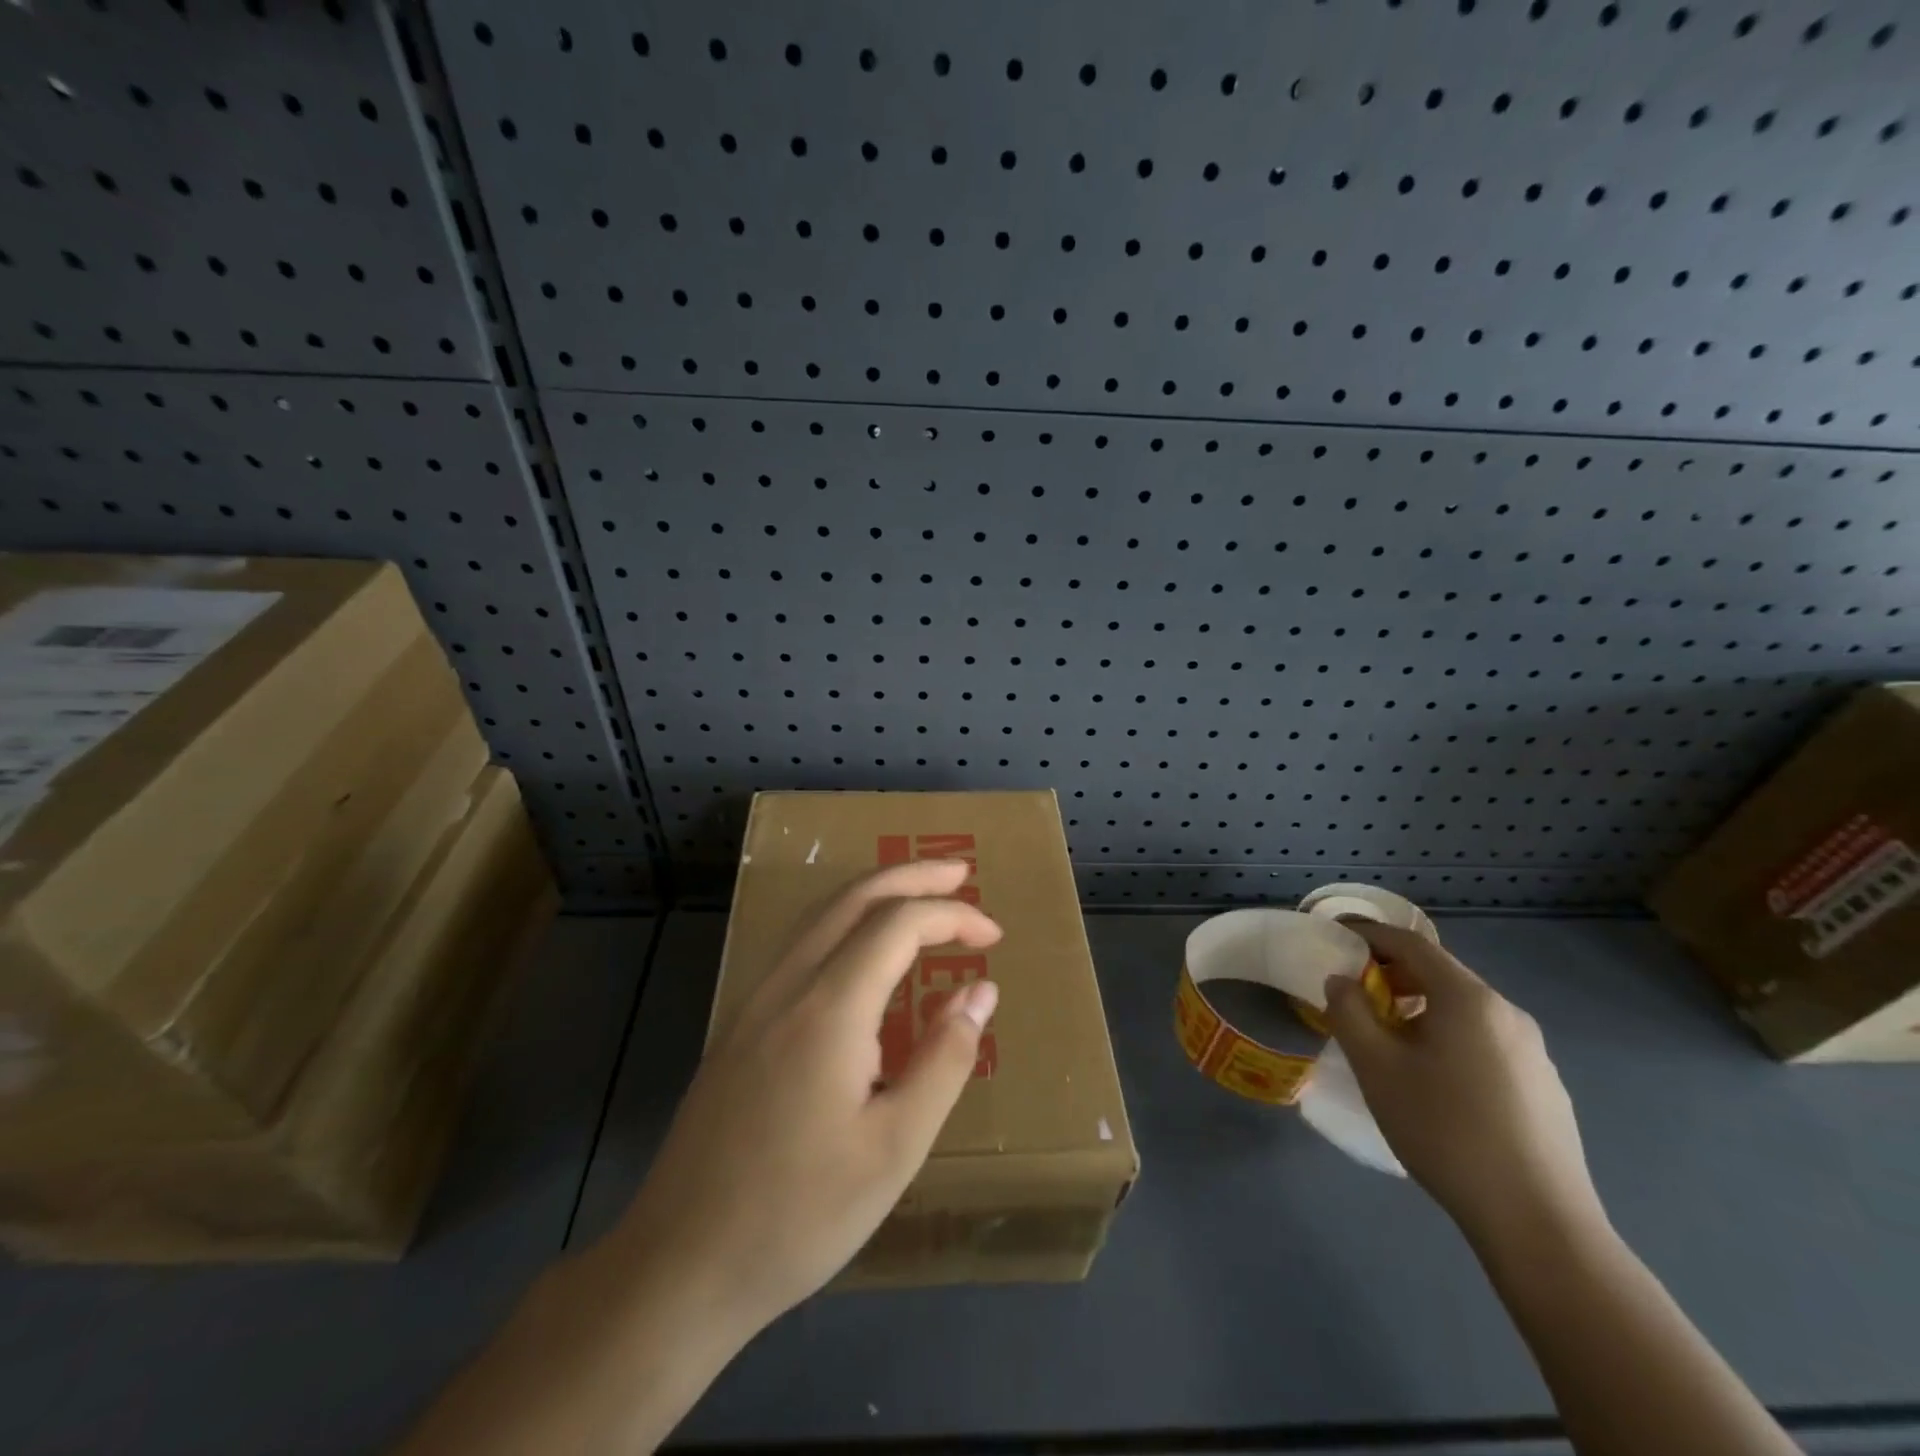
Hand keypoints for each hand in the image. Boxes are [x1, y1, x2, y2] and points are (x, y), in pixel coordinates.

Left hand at [618, 860, 1000, 1334]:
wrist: (679, 1264)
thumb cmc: (800, 1214)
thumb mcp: (895, 1148)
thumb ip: (944, 1059)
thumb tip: (980, 990)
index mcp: (829, 1008)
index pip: (897, 924)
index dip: (951, 916)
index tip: (993, 936)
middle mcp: (787, 986)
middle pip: (853, 899)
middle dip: (910, 876)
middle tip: (960, 872)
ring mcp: (754, 1001)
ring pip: (819, 916)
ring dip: (874, 893)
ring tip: (919, 895)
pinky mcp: (739, 1025)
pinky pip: (800, 946)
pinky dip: (844, 923)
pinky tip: (861, 950)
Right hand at [1321, 923, 1602, 1248]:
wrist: (1538, 1223)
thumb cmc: (1445, 1131)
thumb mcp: (1376, 1067)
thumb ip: (1349, 1012)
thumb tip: (1341, 981)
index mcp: (1468, 999)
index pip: (1411, 944)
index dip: (1369, 934)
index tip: (1336, 936)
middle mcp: (1507, 1013)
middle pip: (1440, 974)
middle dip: (1392, 974)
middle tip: (1354, 995)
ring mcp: (1533, 1052)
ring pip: (1463, 1010)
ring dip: (1419, 1008)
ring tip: (1388, 1041)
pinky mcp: (1544, 1087)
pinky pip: (1484, 1041)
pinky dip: (1448, 1038)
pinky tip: (1435, 1082)